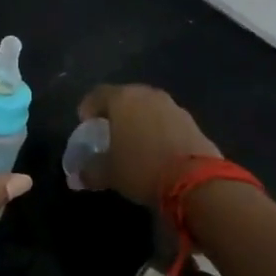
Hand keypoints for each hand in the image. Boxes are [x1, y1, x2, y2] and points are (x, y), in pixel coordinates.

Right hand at [76, 84, 219, 207]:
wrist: (198, 181)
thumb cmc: (143, 168)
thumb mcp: (110, 174)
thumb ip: (91, 171)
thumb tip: (78, 176)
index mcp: (122, 99)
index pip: (97, 94)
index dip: (88, 108)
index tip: (85, 124)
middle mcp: (147, 95)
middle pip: (125, 97)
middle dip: (115, 112)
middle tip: (109, 131)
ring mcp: (172, 106)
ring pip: (148, 108)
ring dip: (139, 120)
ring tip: (135, 142)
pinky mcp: (192, 121)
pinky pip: (166, 121)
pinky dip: (158, 130)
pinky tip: (157, 149)